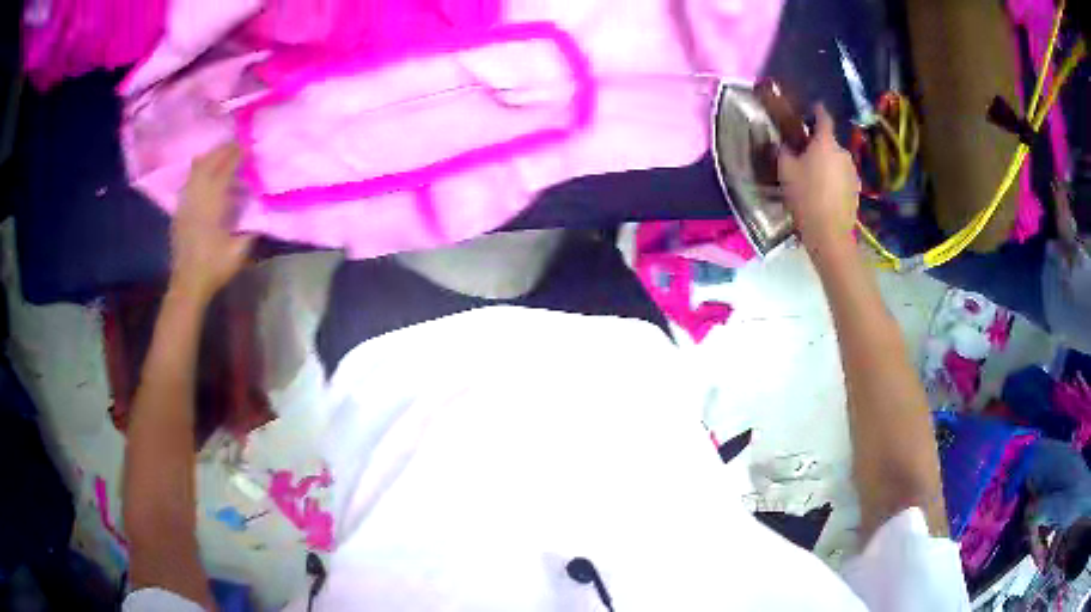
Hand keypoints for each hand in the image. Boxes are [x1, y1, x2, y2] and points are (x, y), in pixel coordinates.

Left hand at [171, 143, 253, 301]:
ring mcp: (186, 204)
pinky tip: (203, 170)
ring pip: (195, 171)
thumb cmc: (214, 268)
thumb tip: (259, 211)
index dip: (235, 156)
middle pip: (208, 165)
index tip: (247, 146)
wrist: (188, 283)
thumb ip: (249, 228)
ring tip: (220, 152)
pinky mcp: (180, 211)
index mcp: (213, 206)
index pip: (224, 172)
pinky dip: (197, 171)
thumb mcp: (239, 251)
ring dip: (209, 157)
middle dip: (222, 151)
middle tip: (236, 144)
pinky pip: (188, 182)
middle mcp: (197, 199)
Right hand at [778, 105, 860, 255]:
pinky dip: (834, 180)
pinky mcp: (856, 190)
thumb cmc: (805, 196)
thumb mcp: (785, 171)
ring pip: (836, 161)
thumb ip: (784, 151)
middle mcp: (843, 152)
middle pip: (829, 143)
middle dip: (818, 145)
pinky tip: (824, 193)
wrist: (829, 233)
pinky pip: (842, 177)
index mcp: (825, 142)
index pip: (823, 118)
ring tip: (814, 178)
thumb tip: (785, 144)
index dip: (818, 111)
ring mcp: (852, 172)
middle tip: (804, 155)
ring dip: (827, 164)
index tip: (814, 107)